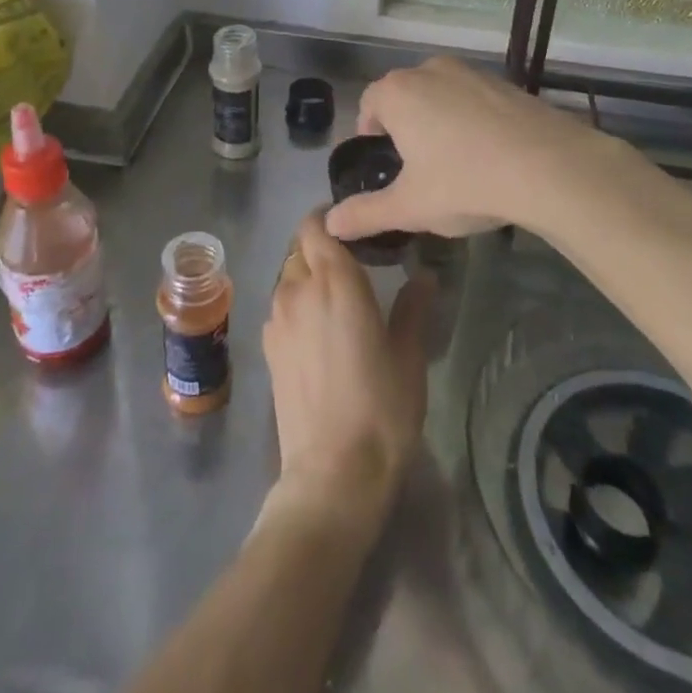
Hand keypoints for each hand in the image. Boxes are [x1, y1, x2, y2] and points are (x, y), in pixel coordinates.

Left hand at [263, 211, 432, 526]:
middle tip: (354, 267)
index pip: (316, 225)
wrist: (332, 473)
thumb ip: (413, 308)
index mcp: (334, 281)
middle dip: (323, 250)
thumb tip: (424, 276)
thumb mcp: (409, 356)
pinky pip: (281, 307)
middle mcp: (297, 289)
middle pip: (301, 249)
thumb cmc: (381, 409)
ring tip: (337, 302)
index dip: (329, 219)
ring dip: (308, 278)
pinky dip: (297, 305)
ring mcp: (277, 318)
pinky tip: (319, 333)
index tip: (353, 227)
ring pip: (289, 278)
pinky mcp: (268, 347)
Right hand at [325, 56, 622, 243]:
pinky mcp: (505, 82)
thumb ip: (365, 214)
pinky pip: (473, 99)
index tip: (384, 165)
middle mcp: (429, 70)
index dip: (369, 134)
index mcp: (397, 92)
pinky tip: (489, 154)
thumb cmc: (465, 182)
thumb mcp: (409, 207)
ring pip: (440, 95)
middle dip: (404, 127)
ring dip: (438, 120)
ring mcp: (470, 72)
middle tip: (417, 169)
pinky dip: (471, 119)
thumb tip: (331, 224)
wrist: (550, 167)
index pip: (368, 105)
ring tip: (454, 163)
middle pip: (404, 96)